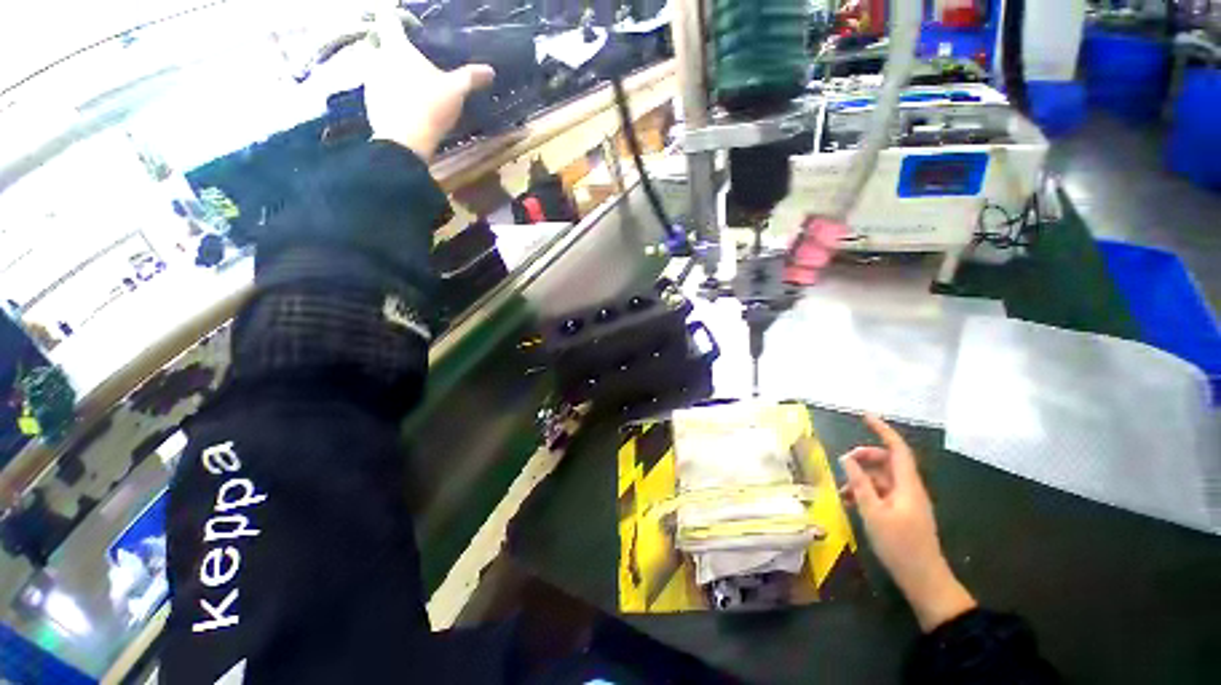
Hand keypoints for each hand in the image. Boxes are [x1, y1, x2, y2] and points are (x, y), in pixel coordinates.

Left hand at [365, 11, 494, 159]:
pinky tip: (402, 101)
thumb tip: (489, 71)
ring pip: (373, 64)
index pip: (389, 18)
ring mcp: (370, 80)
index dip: (400, 19)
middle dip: (386, 42)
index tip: (415, 30)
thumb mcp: (455, 91)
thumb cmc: (429, 108)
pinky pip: (376, 86)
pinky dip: (386, 88)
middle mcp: (377, 58)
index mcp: (397, 48)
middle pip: (374, 39)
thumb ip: (470, 77)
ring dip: (386, 67)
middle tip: (406, 54)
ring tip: (407, 81)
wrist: (405, 143)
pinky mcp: (369, 101)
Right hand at [840, 415, 975, 631]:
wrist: (924, 580)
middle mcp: (910, 488)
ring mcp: (907, 501)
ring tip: (843, 489)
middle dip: (865, 457)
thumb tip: (846, 458)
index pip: (897, 449)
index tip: (864, 416)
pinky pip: (883, 492)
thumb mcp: (873, 512)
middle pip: (888, 461)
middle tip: (843, 462)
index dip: (882, 430)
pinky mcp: (903, 512)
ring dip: (862, 477)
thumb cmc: (899, 545)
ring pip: (882, 478)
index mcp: (907, 485)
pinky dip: (866, 491)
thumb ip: (859, 483)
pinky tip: (851, 502)